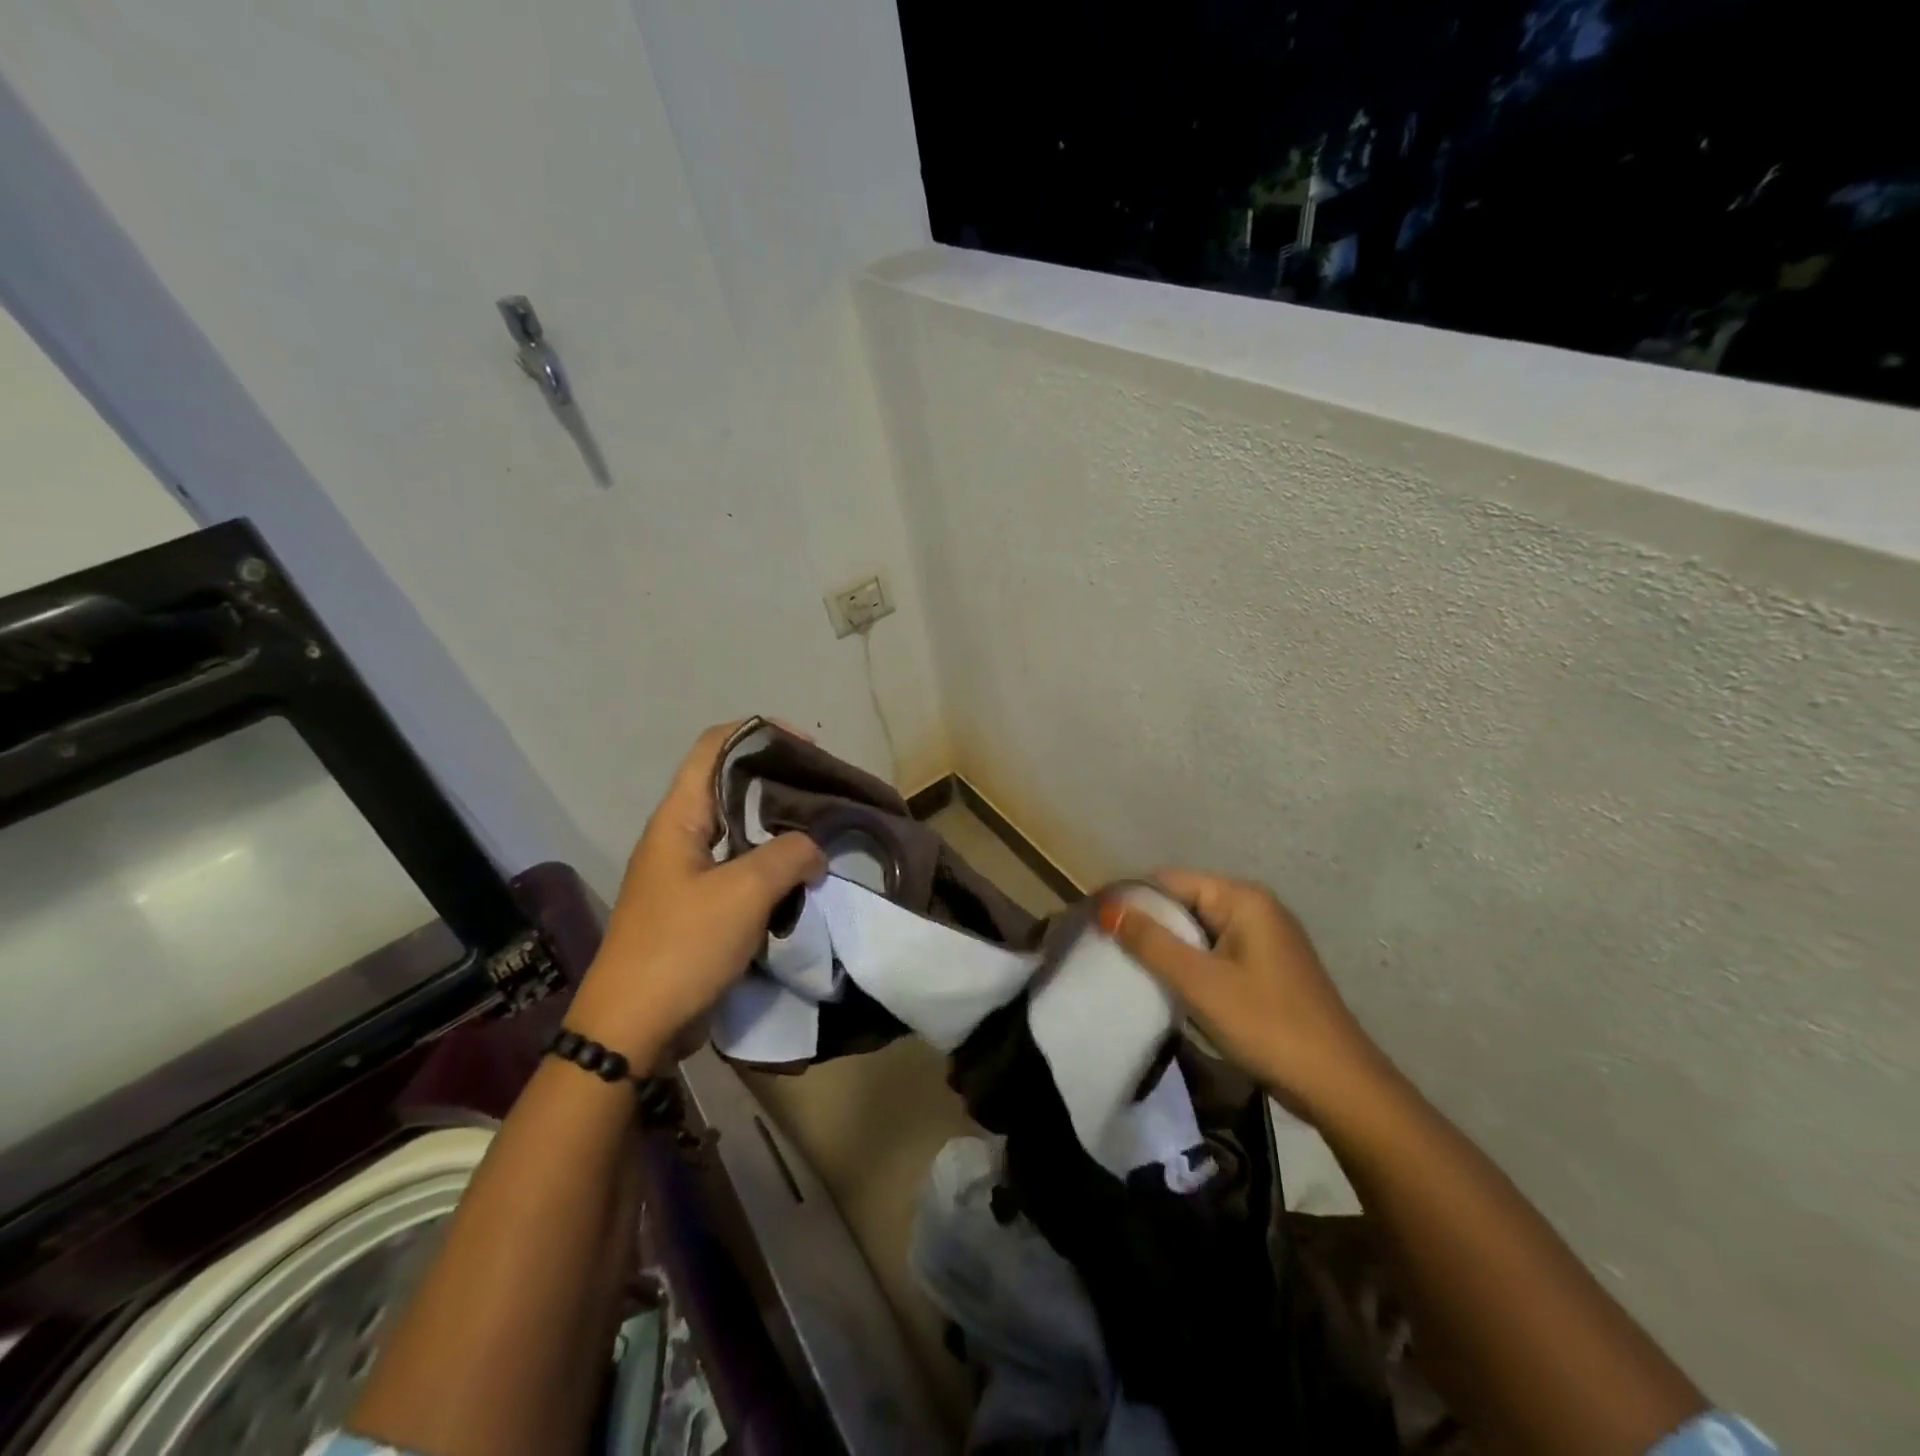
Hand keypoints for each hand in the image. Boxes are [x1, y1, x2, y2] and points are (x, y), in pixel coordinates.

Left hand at [566, 721, 825, 1066]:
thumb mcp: (744, 892)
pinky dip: (772, 867)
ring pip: (739, 832)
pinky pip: (741, 871)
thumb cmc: (682, 947)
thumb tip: (813, 848)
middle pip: (730, 787)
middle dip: (778, 782)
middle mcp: (679, 837)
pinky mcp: (698, 907)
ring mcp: (687, 874)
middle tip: (824, 793)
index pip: (714, 747)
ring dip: (779, 829)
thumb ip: (789, 855)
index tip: (806, 746)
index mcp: (678, 819)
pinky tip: (802, 878)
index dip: (759, 733)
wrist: (632, 1029)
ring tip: (822, 833)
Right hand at [1099, 870, 1390, 1119]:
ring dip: (1166, 945)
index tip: (1093, 920)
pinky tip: (1167, 984)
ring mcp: (1264, 939)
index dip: (1130, 897)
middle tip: (1104, 946)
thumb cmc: (1267, 1025)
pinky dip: (1188, 963)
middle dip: (1146, 922)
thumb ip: (1151, 942)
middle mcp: (1255, 908)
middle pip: (1185, 902)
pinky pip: (1215, 951)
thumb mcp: (1200, 983)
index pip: (1170, 880)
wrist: (1340, 1087)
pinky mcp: (1266, 968)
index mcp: (1243, 899)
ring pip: (1198, 930)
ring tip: (1125, 965)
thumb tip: (1106, 907)